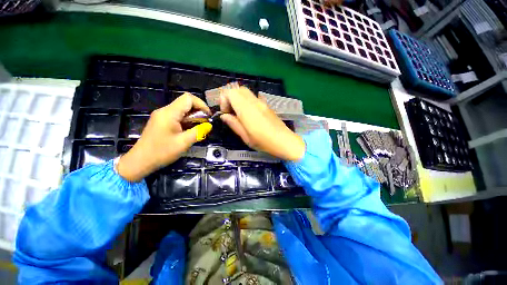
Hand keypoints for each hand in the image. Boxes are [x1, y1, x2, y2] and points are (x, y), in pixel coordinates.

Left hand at [117, 93, 211, 181]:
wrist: (140, 161)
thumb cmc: (161, 152)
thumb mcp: (183, 143)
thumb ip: (198, 132)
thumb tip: (209, 125)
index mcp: (169, 113)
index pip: (188, 98)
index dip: (201, 104)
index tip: (208, 116)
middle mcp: (165, 111)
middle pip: (186, 103)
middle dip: (198, 112)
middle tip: (205, 124)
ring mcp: (162, 116)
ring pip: (182, 110)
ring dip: (193, 117)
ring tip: (199, 128)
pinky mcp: (161, 121)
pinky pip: (177, 116)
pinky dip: (187, 121)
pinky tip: (190, 131)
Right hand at [219, 84, 304, 160]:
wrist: (285, 141)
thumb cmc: (264, 142)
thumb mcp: (245, 137)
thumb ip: (233, 124)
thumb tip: (224, 116)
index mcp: (247, 109)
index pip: (231, 92)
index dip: (224, 101)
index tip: (226, 114)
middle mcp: (254, 102)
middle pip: (238, 89)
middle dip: (231, 98)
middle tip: (231, 112)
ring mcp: (262, 102)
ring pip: (246, 92)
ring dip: (239, 100)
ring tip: (239, 114)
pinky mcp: (267, 105)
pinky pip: (253, 98)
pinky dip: (246, 102)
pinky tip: (249, 115)